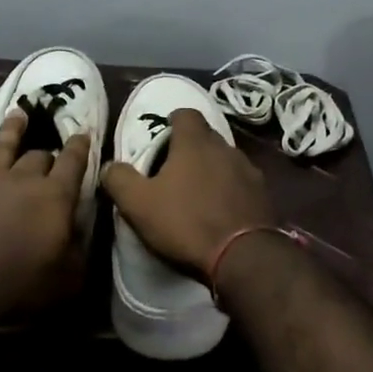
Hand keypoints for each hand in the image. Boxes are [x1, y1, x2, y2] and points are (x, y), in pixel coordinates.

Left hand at [0, 108, 91, 323]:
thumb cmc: (17, 281)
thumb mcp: (64, 279)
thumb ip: (79, 254)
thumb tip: (82, 237)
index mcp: (57, 196)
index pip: (74, 162)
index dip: (81, 147)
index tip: (85, 133)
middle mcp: (27, 179)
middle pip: (42, 155)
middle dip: (52, 154)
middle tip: (55, 157)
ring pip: (9, 145)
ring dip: (17, 129)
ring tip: (20, 115)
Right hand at [99, 109, 274, 279]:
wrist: (244, 257)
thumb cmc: (186, 223)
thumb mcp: (138, 204)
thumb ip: (119, 179)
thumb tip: (109, 165)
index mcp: (195, 143)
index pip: (186, 114)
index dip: (172, 121)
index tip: (162, 135)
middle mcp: (226, 148)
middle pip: (206, 137)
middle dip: (190, 148)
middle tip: (173, 169)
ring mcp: (249, 171)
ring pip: (225, 160)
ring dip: (212, 170)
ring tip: (197, 193)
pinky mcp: (264, 196)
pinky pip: (242, 184)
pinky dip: (230, 191)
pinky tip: (220, 212)